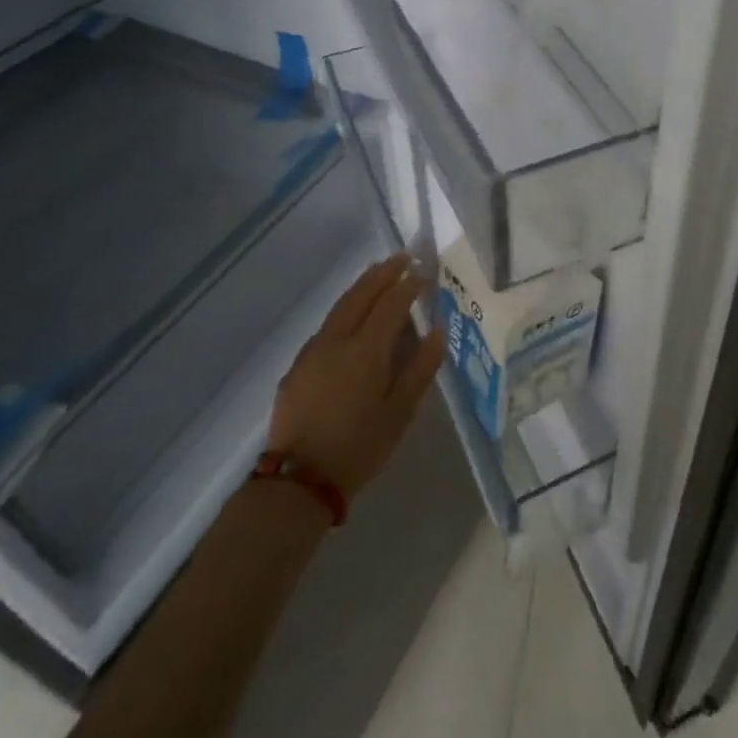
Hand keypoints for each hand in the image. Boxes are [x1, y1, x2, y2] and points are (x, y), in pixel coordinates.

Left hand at [267, 255, 446, 500]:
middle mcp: (336, 340)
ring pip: (340, 305)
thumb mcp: (401, 412)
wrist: (300, 480)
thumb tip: (438, 330)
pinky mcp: (298, 365)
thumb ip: (421, 367)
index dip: (409, 285)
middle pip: (361, 294)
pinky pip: (327, 324)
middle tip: (404, 257)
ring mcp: (312, 350)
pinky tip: (354, 314)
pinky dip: (347, 307)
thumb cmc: (360, 447)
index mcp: (366, 350)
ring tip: (380, 274)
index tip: (424, 273)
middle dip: (383, 272)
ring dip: (363, 286)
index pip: (391, 303)